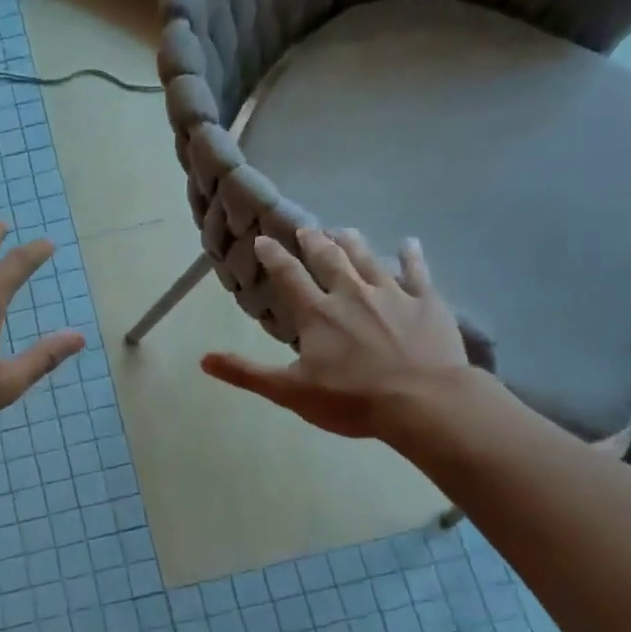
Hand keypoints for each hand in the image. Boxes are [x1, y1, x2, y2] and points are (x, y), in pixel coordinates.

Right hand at [201, 228, 469, 438]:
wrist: (424, 402)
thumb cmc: (353, 400)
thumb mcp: (291, 391)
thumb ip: (247, 373)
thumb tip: (203, 359)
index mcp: (317, 313)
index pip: (289, 276)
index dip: (274, 256)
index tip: (264, 239)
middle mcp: (351, 293)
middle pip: (329, 259)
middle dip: (315, 242)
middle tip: (307, 229)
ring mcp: (392, 294)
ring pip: (368, 258)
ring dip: (353, 242)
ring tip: (343, 229)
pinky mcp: (426, 302)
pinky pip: (417, 271)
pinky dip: (411, 255)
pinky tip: (408, 243)